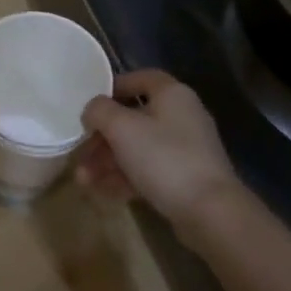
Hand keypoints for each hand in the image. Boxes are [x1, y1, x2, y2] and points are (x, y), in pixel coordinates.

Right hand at [79, 69, 243, 228]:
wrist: (210, 212)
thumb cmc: (164, 158)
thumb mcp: (122, 128)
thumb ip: (99, 111)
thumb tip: (92, 110)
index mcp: (172, 94)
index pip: (140, 78)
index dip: (112, 88)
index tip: (90, 106)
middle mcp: (181, 116)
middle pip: (134, 118)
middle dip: (102, 138)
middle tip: (79, 154)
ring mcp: (185, 149)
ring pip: (138, 148)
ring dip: (108, 162)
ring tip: (83, 181)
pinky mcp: (185, 178)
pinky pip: (148, 171)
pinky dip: (125, 178)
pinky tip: (102, 193)